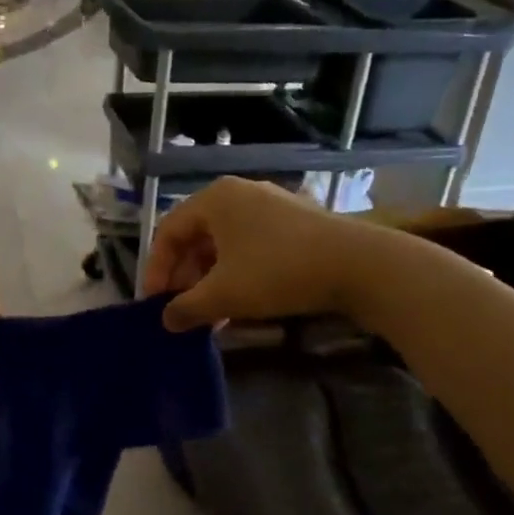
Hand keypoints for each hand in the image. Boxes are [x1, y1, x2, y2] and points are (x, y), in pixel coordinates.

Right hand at [143, 177, 366, 331]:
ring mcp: (269, 205)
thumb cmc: (277, 271)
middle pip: (196, 236)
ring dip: (210, 279)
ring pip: (224, 243)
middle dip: (185, 277)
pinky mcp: (294, 222)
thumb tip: (166, 321)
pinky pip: (250, 245)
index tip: (155, 304)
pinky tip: (241, 303)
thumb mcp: (224, 295)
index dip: (156, 270)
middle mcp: (239, 193)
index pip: (168, 232)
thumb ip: (187, 308)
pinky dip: (237, 272)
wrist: (358, 265)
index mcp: (214, 199)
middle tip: (182, 310)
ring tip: (210, 314)